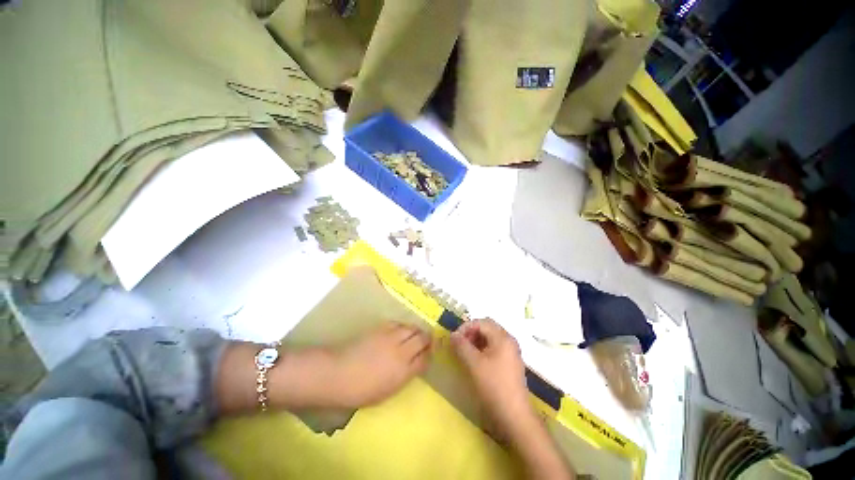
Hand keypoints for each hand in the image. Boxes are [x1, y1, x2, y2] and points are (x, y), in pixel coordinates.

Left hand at [332, 322, 431, 407]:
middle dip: (427, 339)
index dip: (429, 354)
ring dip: (417, 330)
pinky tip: (401, 329)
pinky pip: (399, 324)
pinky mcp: (382, 329)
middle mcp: (401, 351)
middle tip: (428, 340)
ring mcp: (392, 337)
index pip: (425, 358)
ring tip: (416, 333)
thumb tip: (414, 365)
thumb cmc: (361, 391)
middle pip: (422, 339)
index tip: (430, 353)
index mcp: (404, 371)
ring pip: (412, 328)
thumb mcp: (387, 391)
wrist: (338, 374)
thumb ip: (404, 376)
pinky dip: (404, 326)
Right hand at [450, 318, 536, 436]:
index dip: (466, 327)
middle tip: (459, 343)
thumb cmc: (494, 386)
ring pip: (490, 338)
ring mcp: (511, 353)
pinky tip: (475, 361)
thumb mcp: (474, 364)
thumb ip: (462, 346)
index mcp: (502, 337)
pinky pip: (494, 349)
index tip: (454, 338)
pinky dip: (483, 350)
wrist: (515, 416)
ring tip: (464, 352)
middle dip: (471, 332)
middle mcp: (509, 341)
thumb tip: (453, 335)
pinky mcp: (510, 364)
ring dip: (476, 341)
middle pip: (487, 328)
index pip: (481, 322)